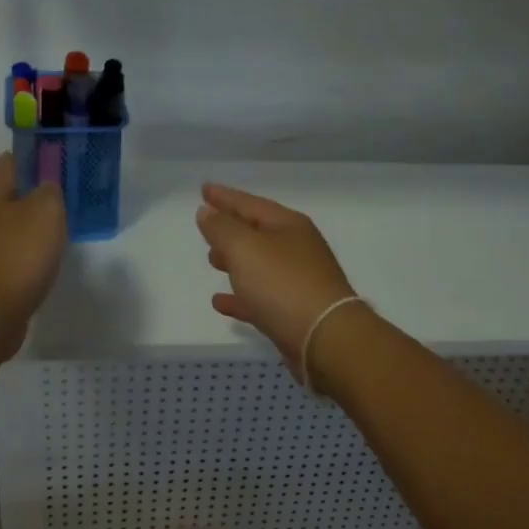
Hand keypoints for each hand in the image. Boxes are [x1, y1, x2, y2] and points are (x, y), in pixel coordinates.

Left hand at [0, 153, 66, 357]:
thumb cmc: (17, 255)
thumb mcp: (45, 212)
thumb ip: (49, 192)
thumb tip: (45, 187)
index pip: (8, 164)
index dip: (30, 157)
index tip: (52, 156)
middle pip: (4, 197)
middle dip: (28, 194)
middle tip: (59, 196)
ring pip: (4, 228)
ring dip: (25, 227)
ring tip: (53, 230)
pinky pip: (4, 255)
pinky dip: (20, 254)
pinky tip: (38, 262)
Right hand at [196, 182, 358, 375]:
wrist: (325, 338)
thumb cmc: (283, 284)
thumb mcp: (245, 248)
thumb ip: (222, 228)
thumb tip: (206, 211)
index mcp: (288, 225)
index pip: (250, 203)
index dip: (225, 196)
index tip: (203, 189)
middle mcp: (296, 249)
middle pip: (257, 232)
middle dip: (231, 228)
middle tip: (206, 226)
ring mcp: (298, 281)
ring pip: (259, 265)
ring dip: (235, 260)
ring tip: (212, 260)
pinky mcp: (294, 312)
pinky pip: (260, 298)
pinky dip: (240, 297)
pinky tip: (220, 302)